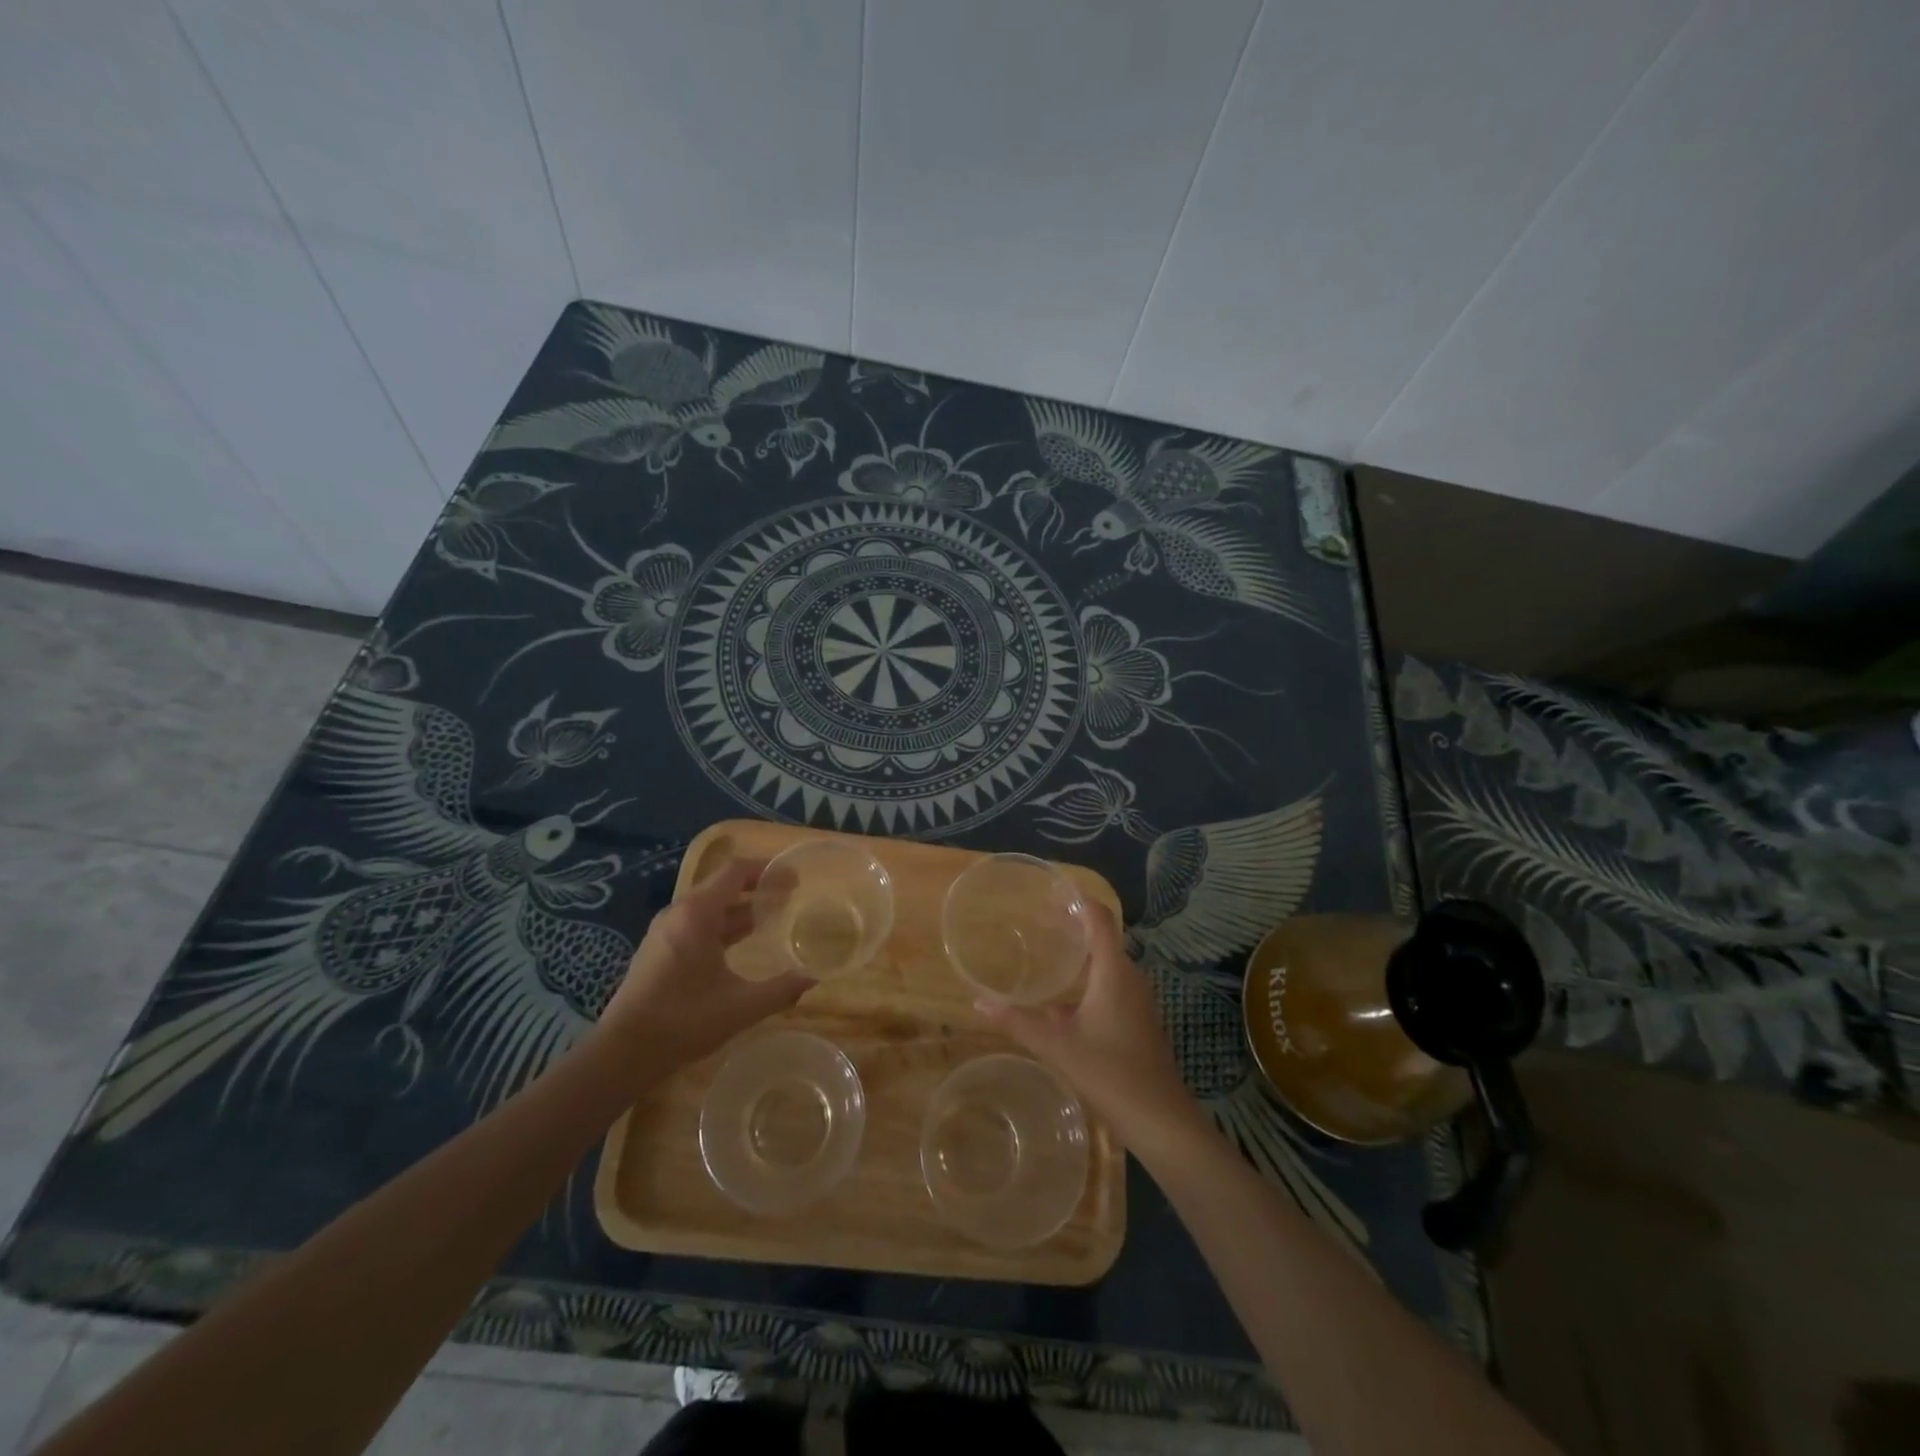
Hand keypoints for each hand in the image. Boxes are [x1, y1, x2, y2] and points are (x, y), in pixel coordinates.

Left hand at [596, 858, 811, 1074]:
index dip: (767, 870)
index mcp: (697, 914)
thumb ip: (781, 990)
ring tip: (770, 919)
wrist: (623, 1053)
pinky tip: (739, 946)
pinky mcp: (658, 951)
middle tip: (788, 896)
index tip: (794, 878)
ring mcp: (665, 932)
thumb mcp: (741, 1006)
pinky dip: (722, 926)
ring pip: (709, 907)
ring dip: (739, 909)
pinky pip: (697, 924)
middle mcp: (678, 913)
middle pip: (722, 886)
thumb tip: (812, 978)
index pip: (735, 872)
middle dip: (756, 888)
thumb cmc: (683, 1020)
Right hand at [975, 907, 1203, 1154]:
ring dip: (1079, 954)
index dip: (1077, 900)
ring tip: (1045, 950)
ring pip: (1105, 964)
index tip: (1049, 892)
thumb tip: (978, 1000)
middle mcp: (1129, 977)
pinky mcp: (1136, 1020)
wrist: (1161, 1121)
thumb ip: (1017, 1021)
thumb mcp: (1057, 1046)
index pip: (1099, 918)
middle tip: (1036, 920)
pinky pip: (1110, 985)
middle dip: (1071, 925)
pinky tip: (1061, 999)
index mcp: (1114, 972)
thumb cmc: (1111, 1074)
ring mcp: (1136, 1000)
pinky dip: (1086, 979)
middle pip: (1102, 937)